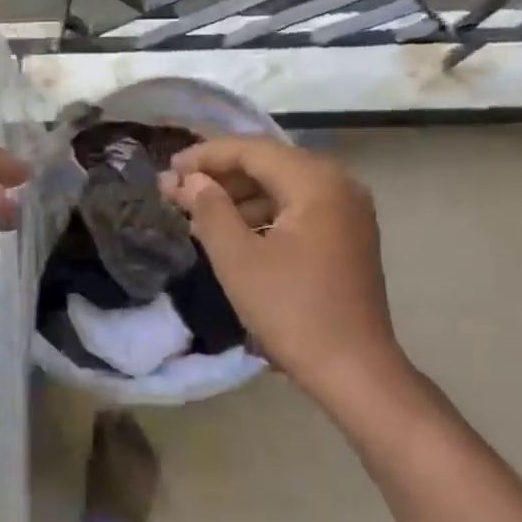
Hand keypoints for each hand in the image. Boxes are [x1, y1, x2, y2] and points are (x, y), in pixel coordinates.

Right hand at [164, 137, 408, 399]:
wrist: (354, 371)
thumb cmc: (292, 310)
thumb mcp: (237, 258)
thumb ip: (209, 209)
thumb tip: (189, 180)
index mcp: (316, 182)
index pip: (252, 150)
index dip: (205, 156)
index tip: (168, 170)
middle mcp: (339, 185)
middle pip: (268, 164)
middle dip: (219, 175)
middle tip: (176, 189)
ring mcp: (347, 211)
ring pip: (282, 186)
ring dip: (238, 195)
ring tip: (196, 211)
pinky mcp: (347, 236)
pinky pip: (297, 208)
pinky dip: (261, 213)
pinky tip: (230, 230)